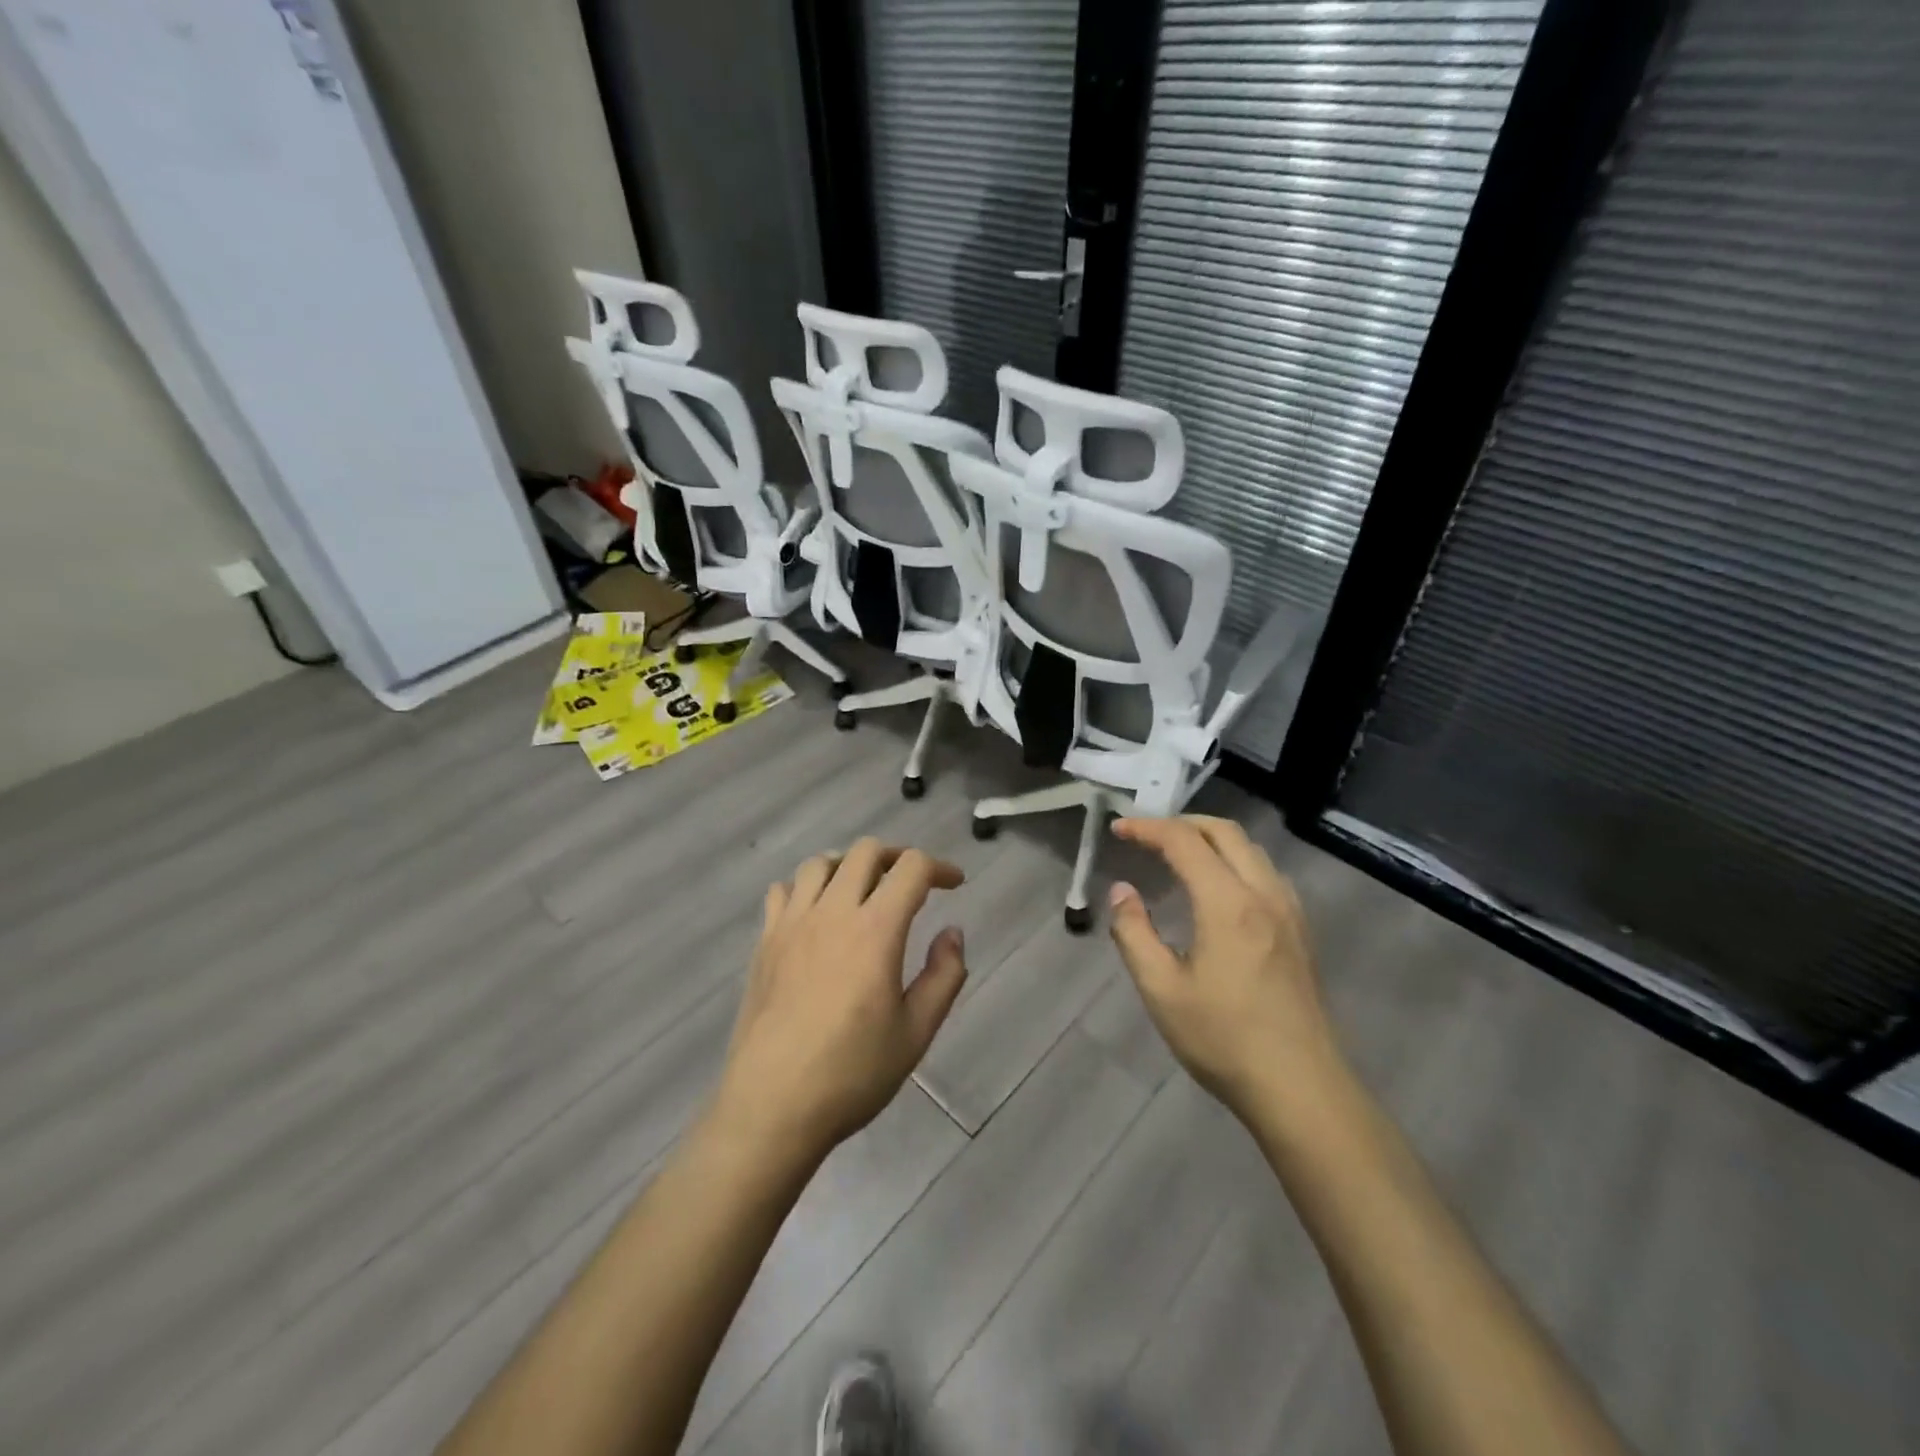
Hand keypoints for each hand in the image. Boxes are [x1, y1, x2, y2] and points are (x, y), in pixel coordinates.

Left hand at [709, 839, 968, 1167]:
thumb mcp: (916, 1032)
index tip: (954, 884)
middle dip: (897, 857)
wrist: (772, 1106)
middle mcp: (832, 912)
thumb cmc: (852, 1073)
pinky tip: (816, 915)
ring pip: (820, 863)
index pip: (911, 868)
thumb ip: (943, 975)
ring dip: (849, 866)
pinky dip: (806, 888)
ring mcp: (792, 924)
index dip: (939, 867)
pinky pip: (783, 891)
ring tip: (863, 891)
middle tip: (912, 883)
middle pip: (865, 851)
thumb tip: (952, 932)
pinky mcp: (764, 942)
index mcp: (875, 930)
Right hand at [1108, 815, 1343, 1123]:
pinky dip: (1235, 860)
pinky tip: (1219, 888)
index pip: (1184, 841)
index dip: (1148, 828)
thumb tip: (1122, 891)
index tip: (1118, 829)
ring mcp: (1289, 911)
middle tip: (1147, 835)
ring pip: (1251, 849)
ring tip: (1178, 855)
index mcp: (1228, 903)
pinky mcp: (1301, 931)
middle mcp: (1264, 894)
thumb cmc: (1223, 1039)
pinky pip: (1266, 872)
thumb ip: (1134, 933)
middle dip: (1182, 823)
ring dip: (1211, 839)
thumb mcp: (1161, 990)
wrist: (1301, 1088)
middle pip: (1224, 832)